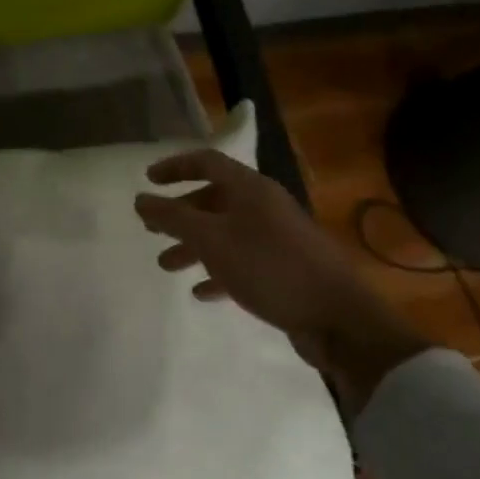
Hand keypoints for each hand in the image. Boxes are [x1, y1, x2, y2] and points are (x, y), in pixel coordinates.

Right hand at [135, 150, 426, 412]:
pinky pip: (242, 261)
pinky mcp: (284, 269)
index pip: (207, 161)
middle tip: (152, 230)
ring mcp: (276, 238)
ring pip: (225, 233)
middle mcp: (264, 206)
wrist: (339, 318)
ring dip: (194, 246)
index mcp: (250, 188)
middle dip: (180, 214)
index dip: (175, 166)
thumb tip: (140, 198)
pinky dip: (218, 271)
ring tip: (166, 265)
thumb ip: (172, 218)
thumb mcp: (212, 240)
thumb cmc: (269, 266)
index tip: (148, 180)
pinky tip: (201, 291)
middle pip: (214, 199)